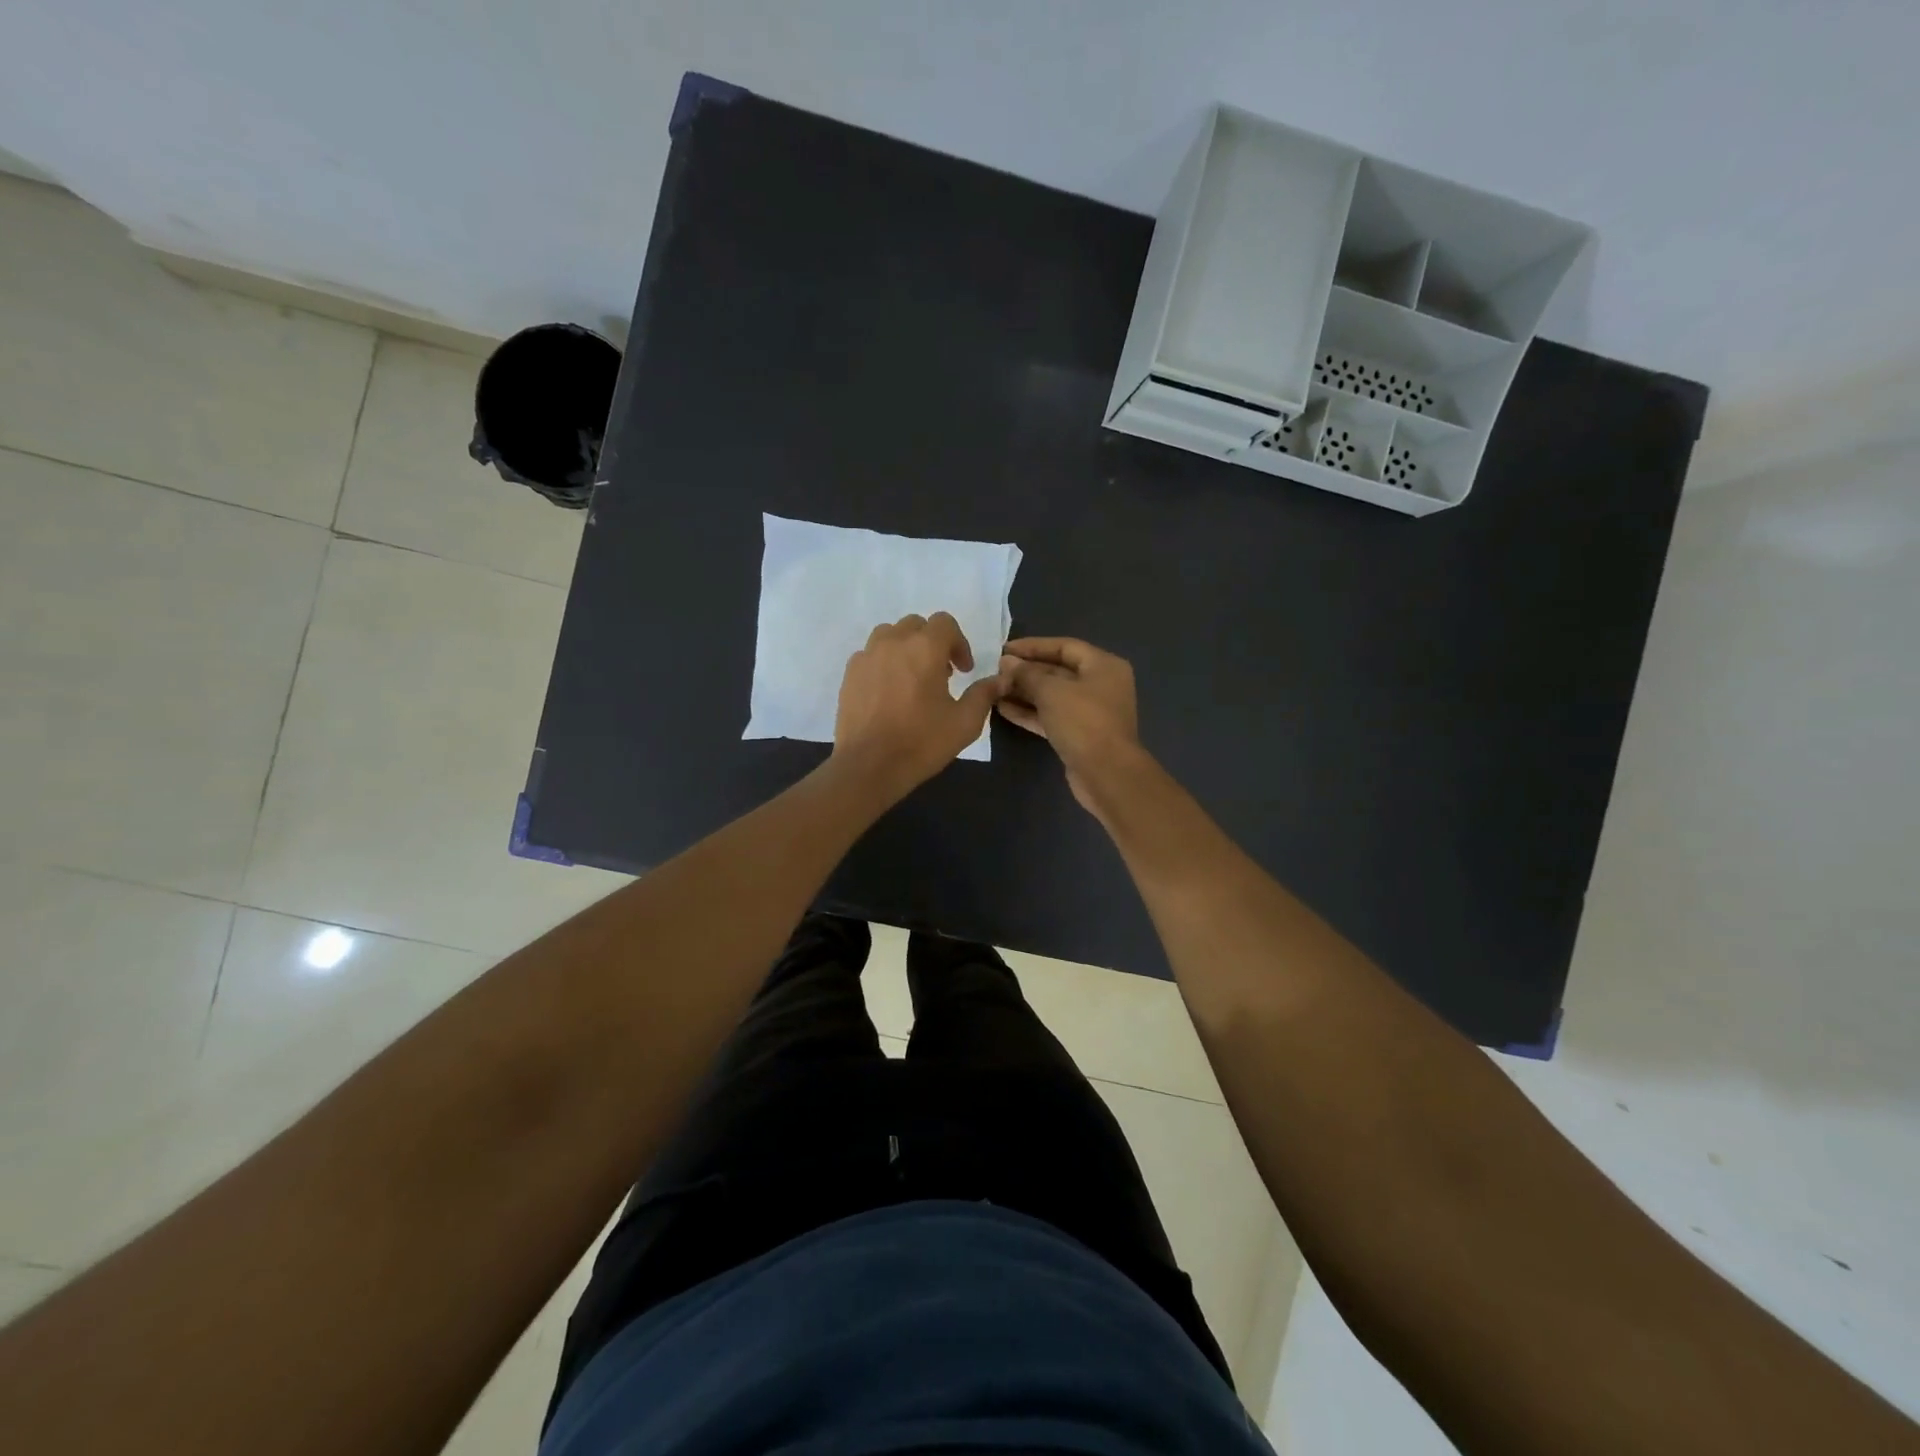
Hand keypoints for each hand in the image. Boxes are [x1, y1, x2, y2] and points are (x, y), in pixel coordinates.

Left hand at [832, 612, 1001, 800]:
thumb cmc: (921, 742)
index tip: (963, 671)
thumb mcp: (965, 722)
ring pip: (889, 635)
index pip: (944, 623)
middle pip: (916, 625)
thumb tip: (999, 680)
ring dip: (906, 648)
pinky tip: (889, 691)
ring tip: (912, 678)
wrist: (869, 766)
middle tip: (941, 674)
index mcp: (924, 648)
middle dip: (932, 643)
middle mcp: (893, 643)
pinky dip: (883, 663)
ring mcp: (866, 657)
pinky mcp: (849, 674)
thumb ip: (983, 694)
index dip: (959, 643)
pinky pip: (870, 655)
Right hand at [996, 637, 1144, 814]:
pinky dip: (1030, 712)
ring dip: (1024, 692)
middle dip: (1027, 671)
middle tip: (996, 671)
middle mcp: (1099, 685)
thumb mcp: (1052, 691)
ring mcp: (1090, 712)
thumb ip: (1027, 674)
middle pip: (1058, 671)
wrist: (1106, 774)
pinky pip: (1051, 716)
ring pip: (1052, 696)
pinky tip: (1003, 710)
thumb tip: (1007, 662)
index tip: (1004, 649)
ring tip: (994, 689)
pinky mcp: (1078, 735)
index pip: (1064, 646)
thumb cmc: (1083, 722)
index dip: (1033, 646)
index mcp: (1103, 666)